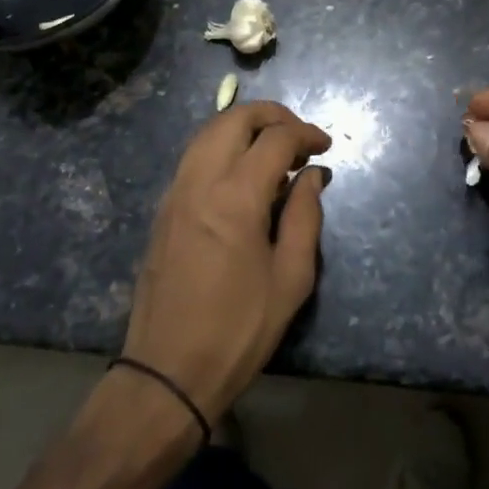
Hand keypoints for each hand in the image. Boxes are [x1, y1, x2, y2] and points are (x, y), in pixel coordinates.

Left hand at [121, 101, 331, 423]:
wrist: (167, 372)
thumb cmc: (239, 329)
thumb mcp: (291, 278)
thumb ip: (306, 216)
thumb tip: (313, 175)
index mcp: (235, 196)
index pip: (275, 138)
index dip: (306, 134)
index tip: (325, 148)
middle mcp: (199, 181)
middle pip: (234, 118)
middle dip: (272, 116)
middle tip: (300, 137)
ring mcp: (174, 192)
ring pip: (208, 132)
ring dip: (244, 128)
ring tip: (274, 151)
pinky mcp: (163, 209)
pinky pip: (194, 157)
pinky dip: (222, 147)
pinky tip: (243, 175)